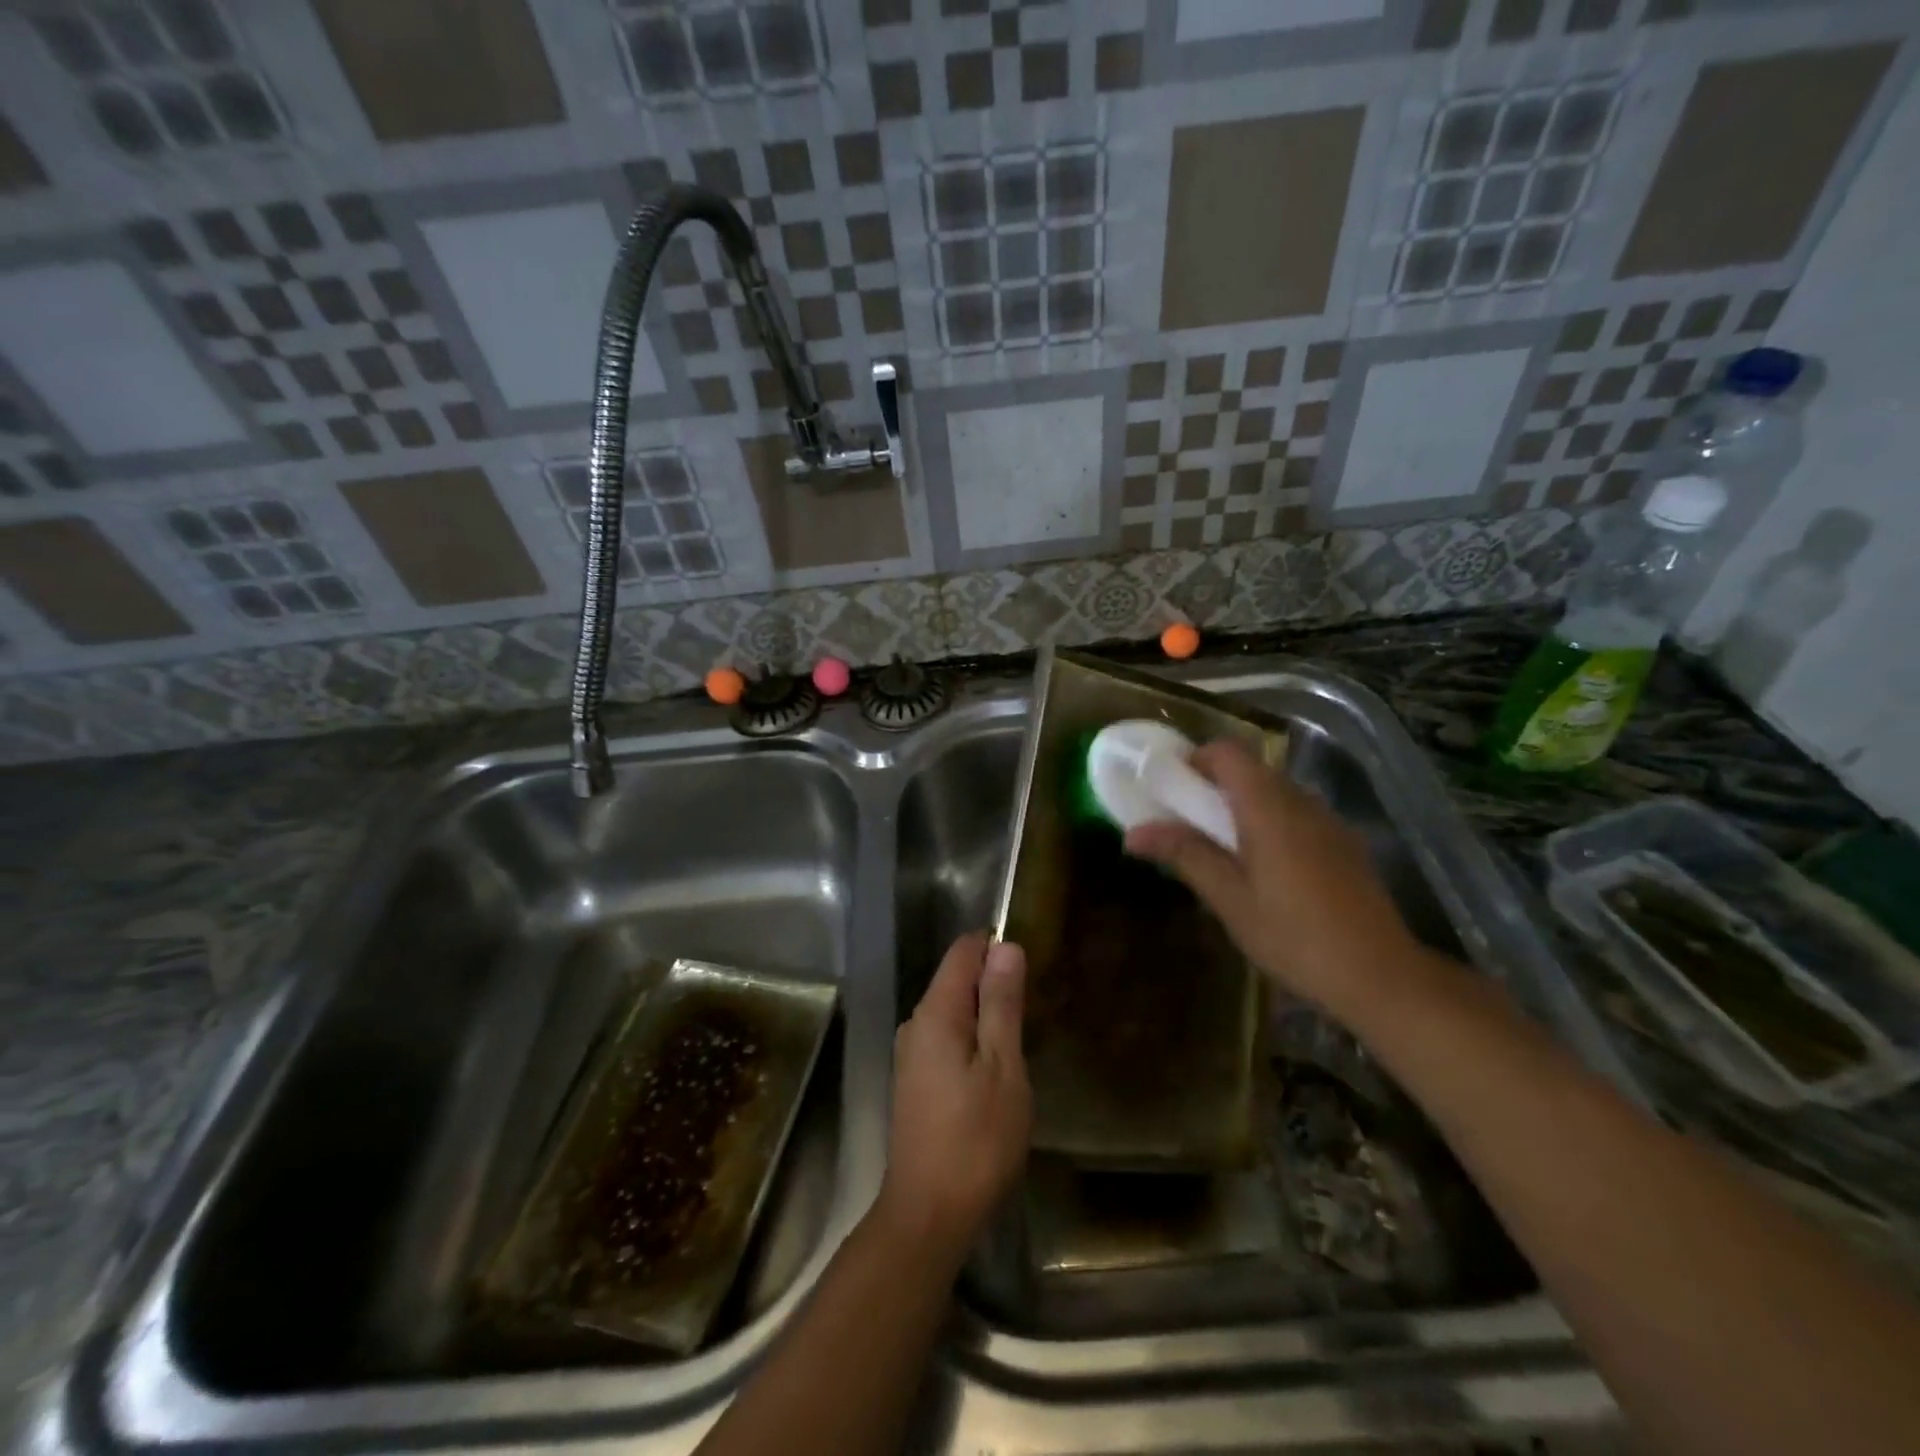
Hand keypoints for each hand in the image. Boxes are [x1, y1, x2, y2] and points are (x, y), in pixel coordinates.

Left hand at [877, 932, 1031, 1265]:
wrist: (928, 1215)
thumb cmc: (976, 1140)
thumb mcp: (1003, 1067)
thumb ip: (1002, 1003)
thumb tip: (1006, 946)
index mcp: (935, 1012)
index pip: (963, 951)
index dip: (997, 949)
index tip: (1030, 973)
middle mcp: (916, 1023)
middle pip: (957, 979)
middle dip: (994, 985)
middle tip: (1033, 1017)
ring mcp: (911, 1053)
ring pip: (954, 1011)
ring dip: (987, 1017)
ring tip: (1020, 1046)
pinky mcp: (915, 1080)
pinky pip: (947, 1038)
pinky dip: (974, 1041)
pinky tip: (995, 1073)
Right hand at [1124, 741, 1428, 1025]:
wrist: (1381, 976)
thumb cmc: (1295, 937)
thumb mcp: (1230, 899)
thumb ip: (1185, 855)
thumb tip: (1133, 832)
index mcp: (1269, 807)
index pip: (1227, 752)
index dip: (1194, 760)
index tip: (1169, 789)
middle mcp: (1301, 801)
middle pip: (1250, 769)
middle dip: (1212, 786)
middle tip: (1185, 823)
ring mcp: (1328, 821)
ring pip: (1275, 792)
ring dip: (1241, 805)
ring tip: (1220, 849)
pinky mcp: (1344, 843)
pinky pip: (1296, 814)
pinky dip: (1269, 822)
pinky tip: (1264, 869)